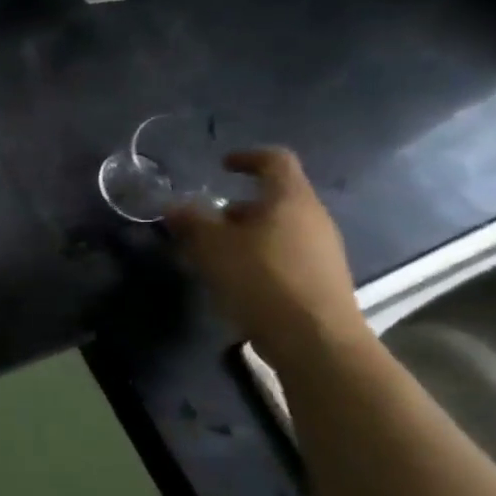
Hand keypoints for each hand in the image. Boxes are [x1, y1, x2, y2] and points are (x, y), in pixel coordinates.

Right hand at [165, 148, 370, 367]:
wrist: (314, 338)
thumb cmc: (261, 279)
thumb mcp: (212, 246)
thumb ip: (191, 221)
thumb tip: (174, 206)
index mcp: (290, 200)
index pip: (275, 161)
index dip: (247, 157)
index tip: (222, 166)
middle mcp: (313, 218)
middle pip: (273, 199)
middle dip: (235, 208)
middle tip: (204, 224)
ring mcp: (322, 250)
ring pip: (277, 229)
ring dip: (244, 235)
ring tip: (212, 256)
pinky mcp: (320, 279)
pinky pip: (283, 255)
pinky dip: (257, 257)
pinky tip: (235, 280)